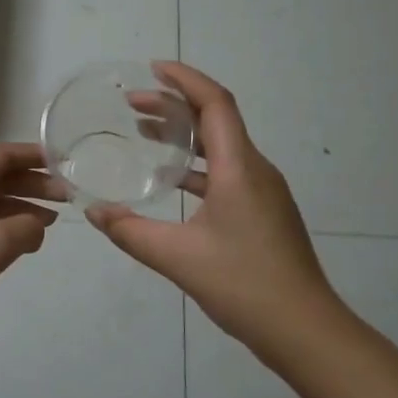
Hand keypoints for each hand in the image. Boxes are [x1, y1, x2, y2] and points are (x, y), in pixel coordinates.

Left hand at [0, 142, 63, 356]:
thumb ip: (25, 228)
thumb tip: (38, 225)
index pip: (2, 155)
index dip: (34, 156)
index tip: (65, 163)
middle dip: (32, 184)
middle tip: (66, 198)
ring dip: (20, 208)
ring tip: (52, 222)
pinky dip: (4, 230)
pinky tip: (22, 245)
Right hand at [87, 63, 340, 355]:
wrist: (303, 328)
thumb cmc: (243, 284)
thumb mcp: (177, 258)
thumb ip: (130, 232)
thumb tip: (93, 212)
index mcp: (240, 168)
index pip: (215, 103)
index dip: (184, 80)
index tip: (152, 69)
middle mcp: (256, 171)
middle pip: (217, 121)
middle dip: (175, 106)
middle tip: (133, 106)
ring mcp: (264, 193)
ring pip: (222, 149)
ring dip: (185, 137)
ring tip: (145, 136)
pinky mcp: (264, 214)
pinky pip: (227, 173)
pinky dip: (197, 168)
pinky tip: (172, 184)